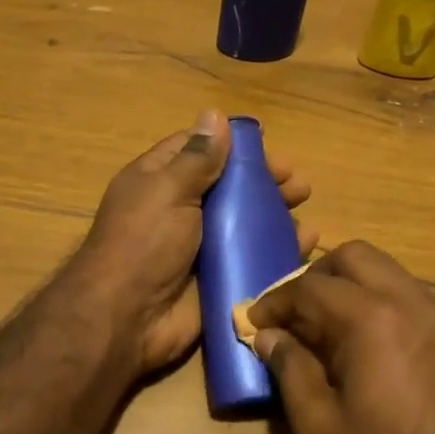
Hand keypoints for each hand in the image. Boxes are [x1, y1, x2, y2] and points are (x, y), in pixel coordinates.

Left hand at [75, 111, 314, 374]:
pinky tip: (307, 242)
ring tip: (305, 209)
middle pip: (229, 188)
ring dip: (276, 215)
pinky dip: (280, 250)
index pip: (199, 151)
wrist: (127, 319)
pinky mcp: (218, 279)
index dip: (232, 146)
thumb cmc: (144, 243)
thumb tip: (214, 113)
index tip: (268, 145)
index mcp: (160, 182)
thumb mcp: (168, 190)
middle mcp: (181, 211)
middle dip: (264, 182)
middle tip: (298, 183)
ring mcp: (201, 248)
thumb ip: (197, 158)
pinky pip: (253, 259)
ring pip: (245, 224)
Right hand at [246, 240, 434, 433]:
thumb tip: (268, 338)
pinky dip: (378, 300)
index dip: (275, 302)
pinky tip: (368, 345)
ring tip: (327, 330)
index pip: (309, 287)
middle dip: (315, 277)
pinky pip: (407, 293)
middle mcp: (406, 299)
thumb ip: (290, 371)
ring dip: (349, 285)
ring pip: (385, 270)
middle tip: (294, 315)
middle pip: (353, 257)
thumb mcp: (321, 428)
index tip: (255, 323)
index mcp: (369, 317)